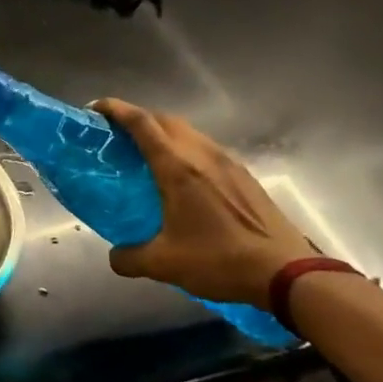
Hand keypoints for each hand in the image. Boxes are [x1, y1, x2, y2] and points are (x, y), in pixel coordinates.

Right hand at [95, 99, 317, 307]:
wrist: (287, 272)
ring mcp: (226, 162)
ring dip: (163, 132)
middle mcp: (201, 154)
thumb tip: (114, 257)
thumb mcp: (166, 264)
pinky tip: (183, 177)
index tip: (95, 109)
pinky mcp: (243, 175)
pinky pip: (205, 147)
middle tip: (117, 135)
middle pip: (163, 119)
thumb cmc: (221, 260)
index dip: (115, 109)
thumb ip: (130, 258)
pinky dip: (185, 149)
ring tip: (147, 153)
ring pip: (187, 131)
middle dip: (137, 118)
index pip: (141, 122)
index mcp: (177, 167)